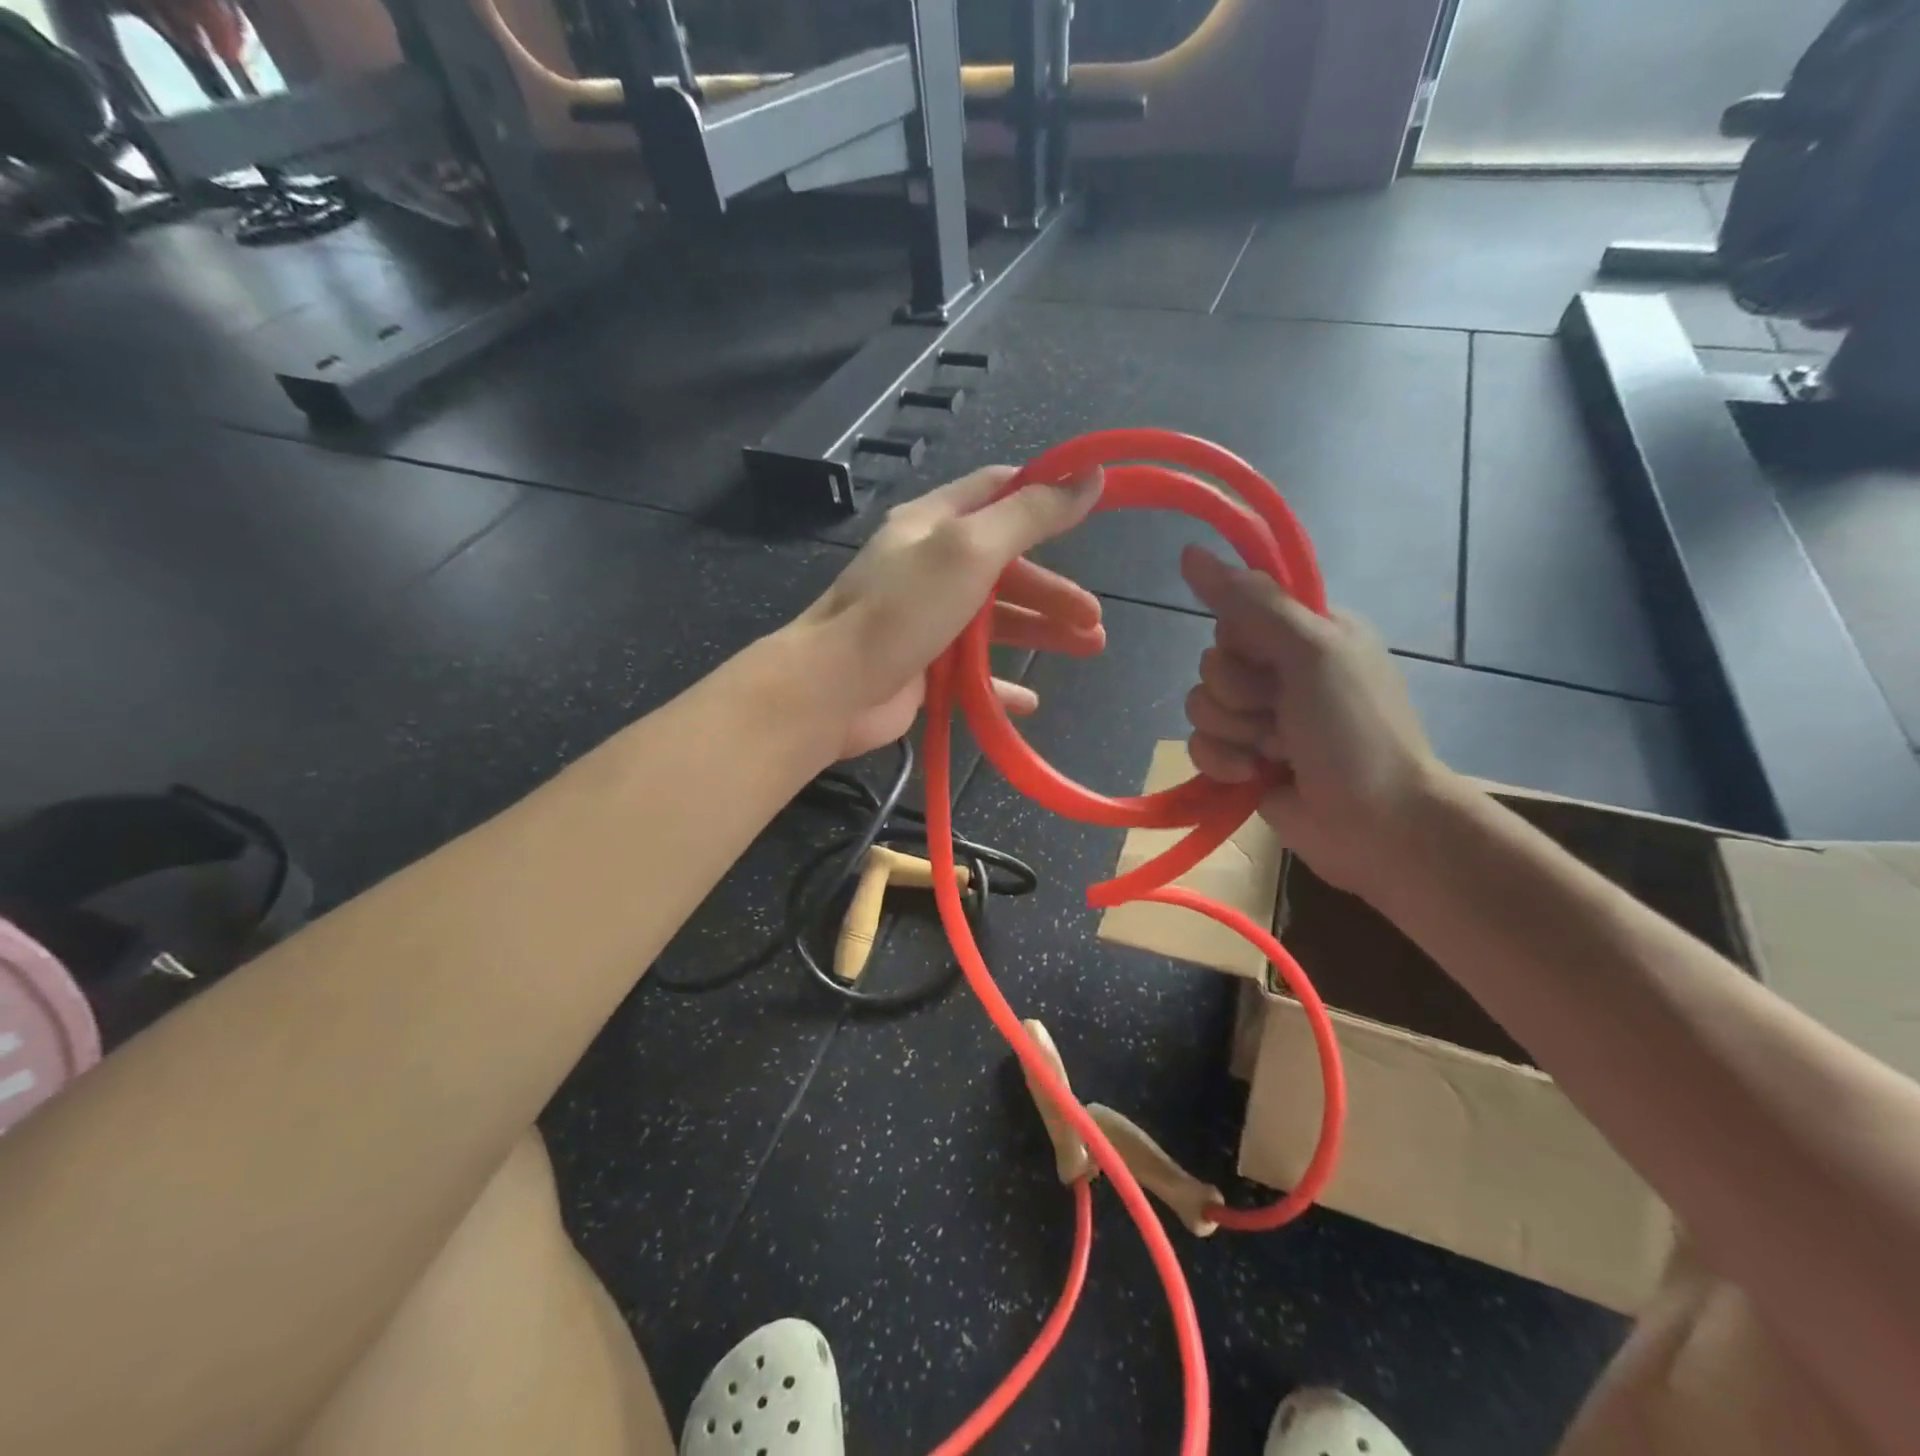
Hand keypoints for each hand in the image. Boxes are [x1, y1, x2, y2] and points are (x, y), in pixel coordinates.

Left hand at [797, 466, 1105, 759]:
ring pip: (996, 622)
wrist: (834, 688)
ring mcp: (925, 621)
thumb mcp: (969, 549)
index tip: (1091, 506)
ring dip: (1041, 632)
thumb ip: (1029, 516)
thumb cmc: (902, 609)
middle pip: (1005, 567)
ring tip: (1089, 648)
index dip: (1043, 495)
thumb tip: (1090, 477)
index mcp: (933, 524)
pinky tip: (1031, 701)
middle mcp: (929, 566)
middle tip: (1095, 618)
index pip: (995, 491)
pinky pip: (973, 673)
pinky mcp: (923, 669)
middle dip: (1053, 590)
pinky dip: (1003, 685)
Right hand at [1178, 544, 1444, 892]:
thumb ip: (1250, 602)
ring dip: (1233, 732)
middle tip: (1281, 713)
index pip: (1236, 612)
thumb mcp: (1310, 652)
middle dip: (1239, 694)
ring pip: (1200, 704)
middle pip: (1213, 662)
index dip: (1240, 639)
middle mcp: (1281, 669)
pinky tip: (1253, 776)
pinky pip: (1199, 744)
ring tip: (1275, 752)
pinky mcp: (1242, 758)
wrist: (1377, 826)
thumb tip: (1188, 552)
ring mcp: (1261, 717)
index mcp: (1307, 631)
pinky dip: (1222, 762)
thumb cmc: (1354, 730)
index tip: (1266, 657)